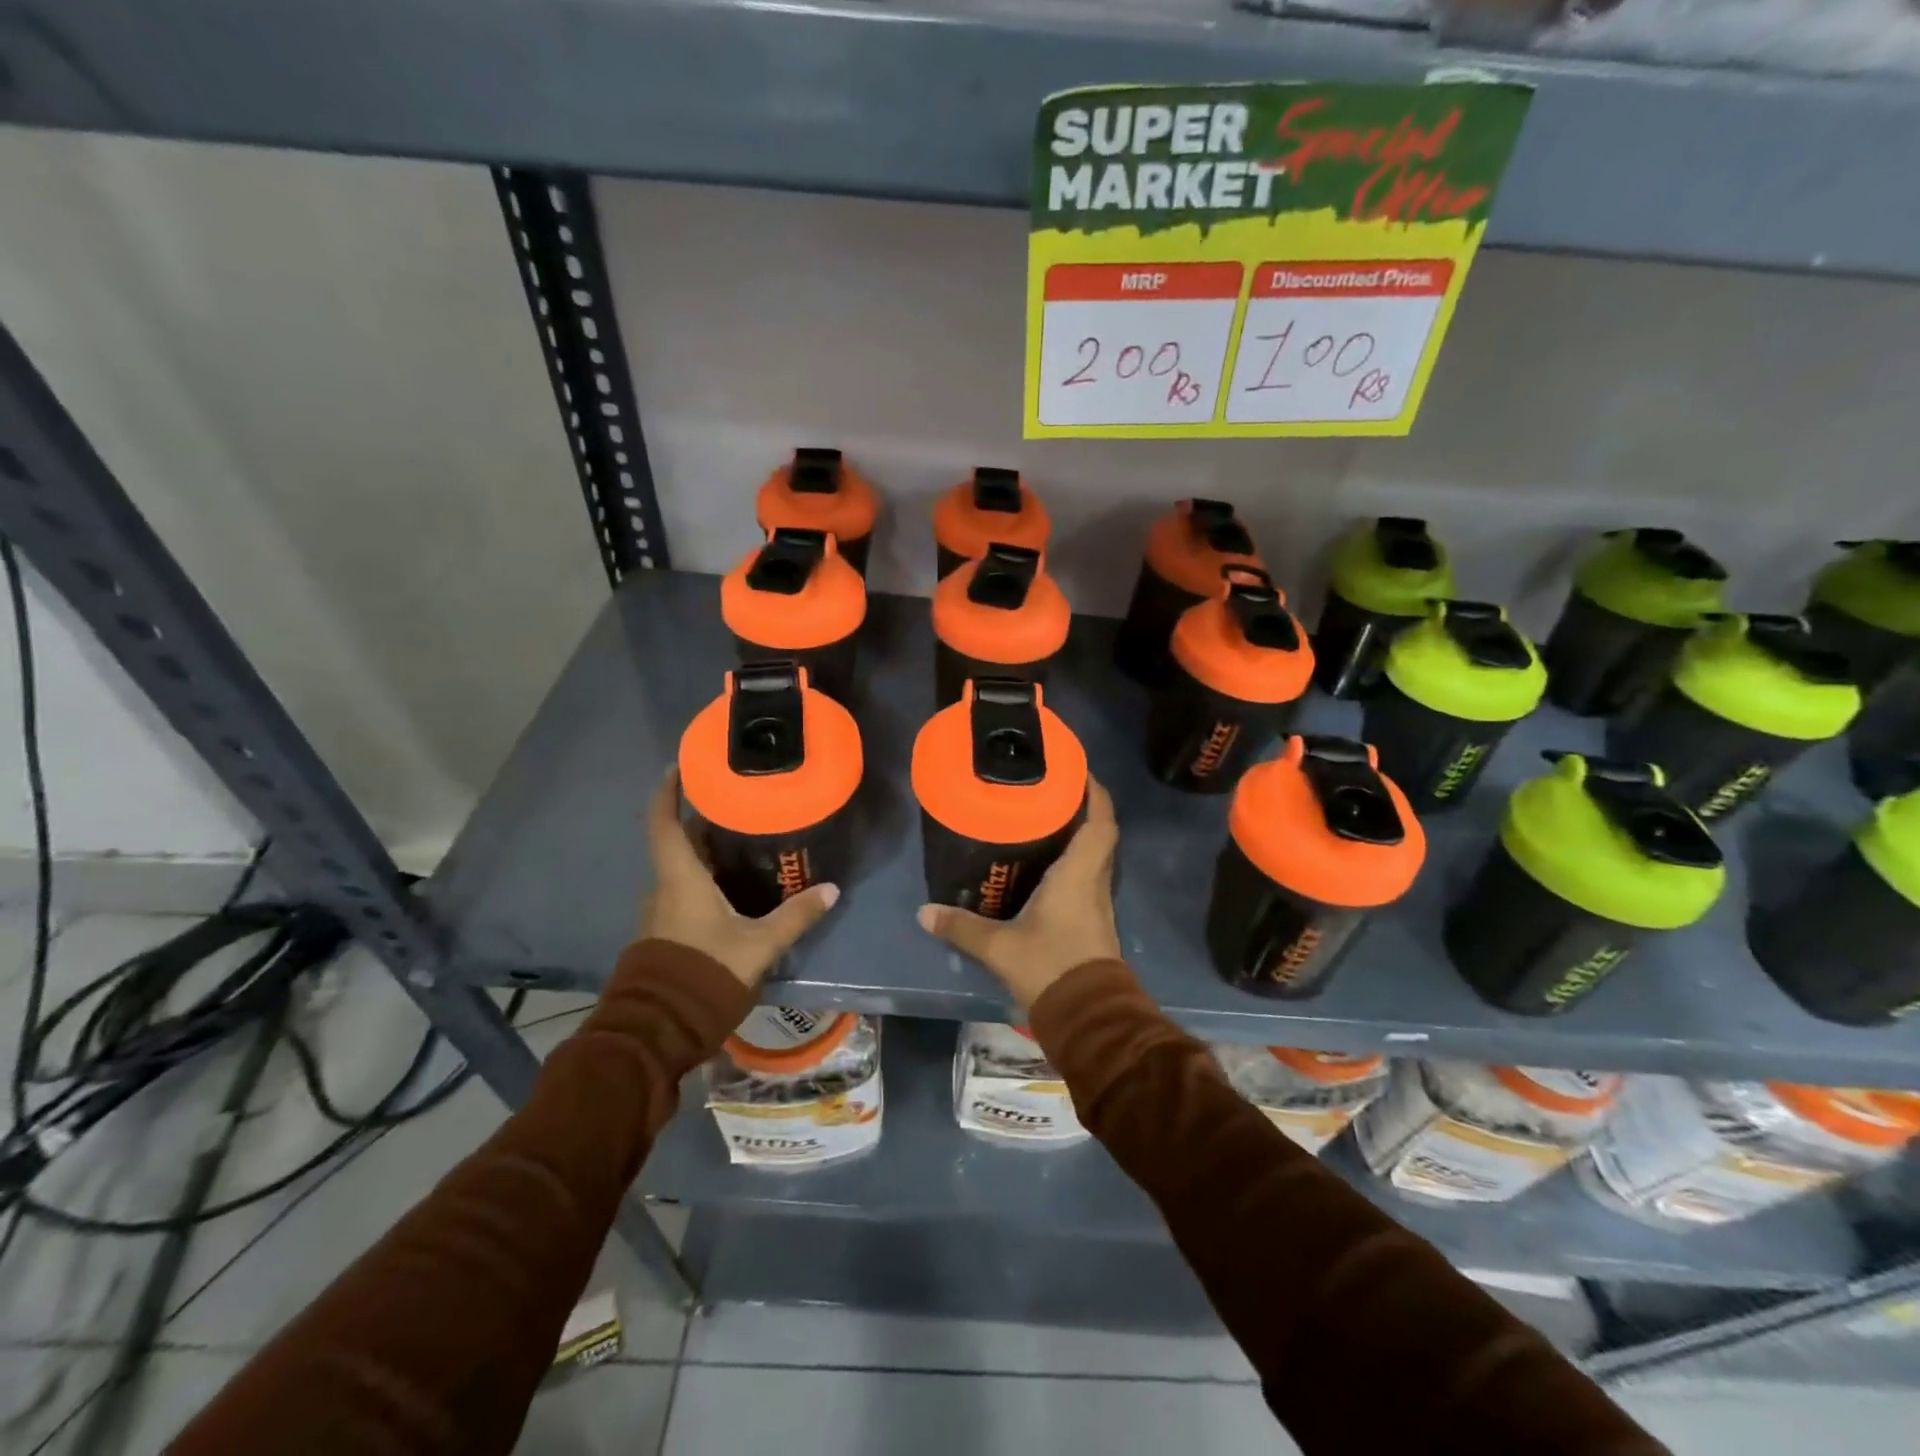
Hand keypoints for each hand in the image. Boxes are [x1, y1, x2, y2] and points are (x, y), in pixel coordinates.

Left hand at [641, 770, 839, 988]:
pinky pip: (684, 891)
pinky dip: (705, 877)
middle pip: (679, 842)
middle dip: (703, 820)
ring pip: (682, 869)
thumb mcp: (758, 945)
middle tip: (739, 803)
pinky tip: (735, 884)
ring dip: (705, 851)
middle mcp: (664, 887)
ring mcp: (661, 912)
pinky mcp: (666, 932)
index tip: (680, 766)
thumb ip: (794, 916)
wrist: (659, 1029)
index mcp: (679, 878)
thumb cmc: (705, 972)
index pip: (663, 822)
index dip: (668, 792)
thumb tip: (831, 890)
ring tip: (744, 839)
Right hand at [916, 778, 1120, 1010]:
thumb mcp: (1000, 947)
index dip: (1094, 792)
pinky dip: (1072, 863)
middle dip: (1081, 808)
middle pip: (1099, 834)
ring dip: (1078, 835)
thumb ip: (962, 927)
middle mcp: (1095, 882)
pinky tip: (1044, 866)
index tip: (1077, 770)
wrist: (1089, 1017)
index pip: (1100, 821)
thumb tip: (924, 912)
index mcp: (1079, 874)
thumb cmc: (1051, 967)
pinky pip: (1087, 878)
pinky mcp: (1093, 922)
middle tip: (1048, 791)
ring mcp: (1097, 903)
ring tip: (1042, 819)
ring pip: (1094, 856)